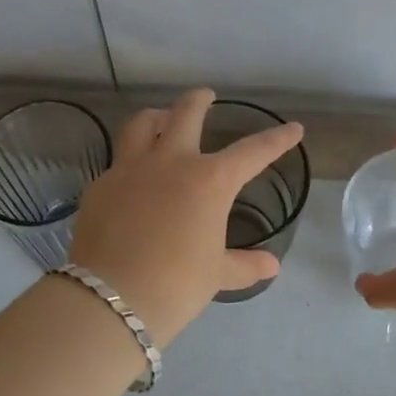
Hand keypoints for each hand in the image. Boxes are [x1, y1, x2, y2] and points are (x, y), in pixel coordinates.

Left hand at [68, 88, 304, 344]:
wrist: (111, 299)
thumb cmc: (176, 285)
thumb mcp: (215, 274)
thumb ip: (244, 265)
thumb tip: (271, 266)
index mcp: (209, 180)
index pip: (252, 152)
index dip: (277, 140)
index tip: (294, 128)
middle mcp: (171, 162)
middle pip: (186, 113)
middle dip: (199, 100)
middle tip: (206, 95)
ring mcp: (130, 169)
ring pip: (141, 124)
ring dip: (156, 117)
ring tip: (161, 120)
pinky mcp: (100, 186)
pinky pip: (118, 162)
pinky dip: (130, 161)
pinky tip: (132, 179)